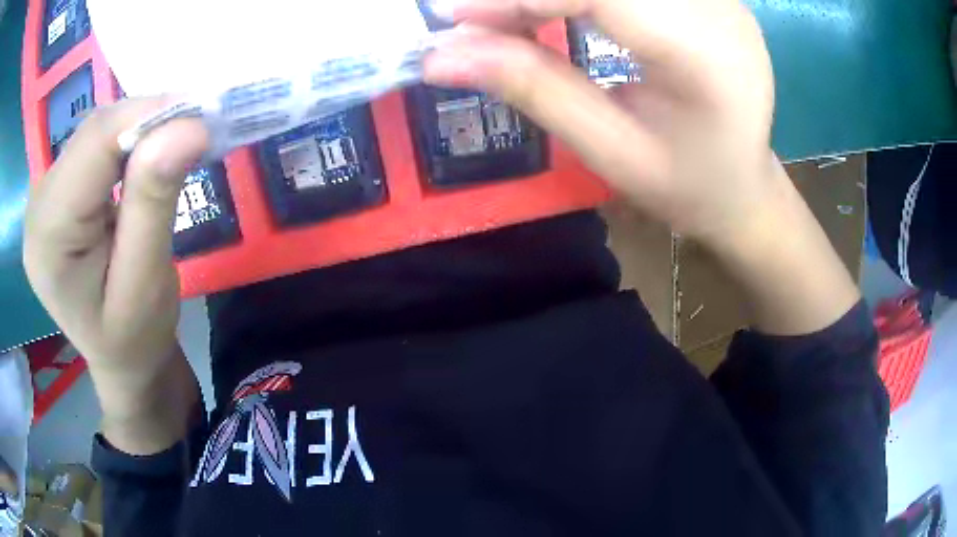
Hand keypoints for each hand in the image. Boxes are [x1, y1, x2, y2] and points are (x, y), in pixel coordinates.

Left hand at [23, 98, 204, 452]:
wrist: (119, 360)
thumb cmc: (134, 338)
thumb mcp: (147, 282)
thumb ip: (154, 202)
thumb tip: (188, 127)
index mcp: (49, 235)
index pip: (95, 142)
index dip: (149, 115)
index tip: (202, 117)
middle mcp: (38, 204)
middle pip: (94, 131)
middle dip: (148, 120)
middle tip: (196, 130)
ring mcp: (45, 194)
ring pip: (97, 131)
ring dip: (140, 128)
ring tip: (176, 146)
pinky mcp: (58, 190)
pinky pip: (95, 145)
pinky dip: (128, 141)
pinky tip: (147, 159)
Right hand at [424, 0, 776, 242]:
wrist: (745, 186)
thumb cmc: (687, 186)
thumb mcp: (610, 152)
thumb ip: (534, 89)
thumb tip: (441, 56)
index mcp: (701, 54)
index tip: (452, 17)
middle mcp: (716, 7)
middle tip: (473, 19)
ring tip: (508, 17)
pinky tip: (551, 8)